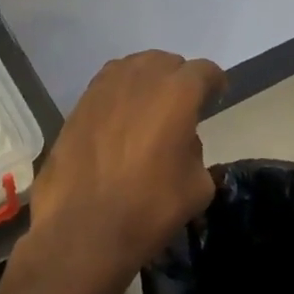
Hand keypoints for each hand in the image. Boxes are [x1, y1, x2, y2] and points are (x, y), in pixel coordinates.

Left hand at [17, 51, 225, 293]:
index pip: (204, 71)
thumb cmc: (149, 209)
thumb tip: (181, 142)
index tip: (214, 99)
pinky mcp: (78, 105)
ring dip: (146, 81)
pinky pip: (107, 86)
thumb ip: (196, 151)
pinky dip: (119, 95)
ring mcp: (104, 88)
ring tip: (148, 109)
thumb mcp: (197, 186)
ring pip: (133, 68)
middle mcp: (141, 78)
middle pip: (166, 62)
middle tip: (181, 107)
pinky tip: (120, 120)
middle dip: (178, 79)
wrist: (82, 231)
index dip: (213, 84)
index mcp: (178, 93)